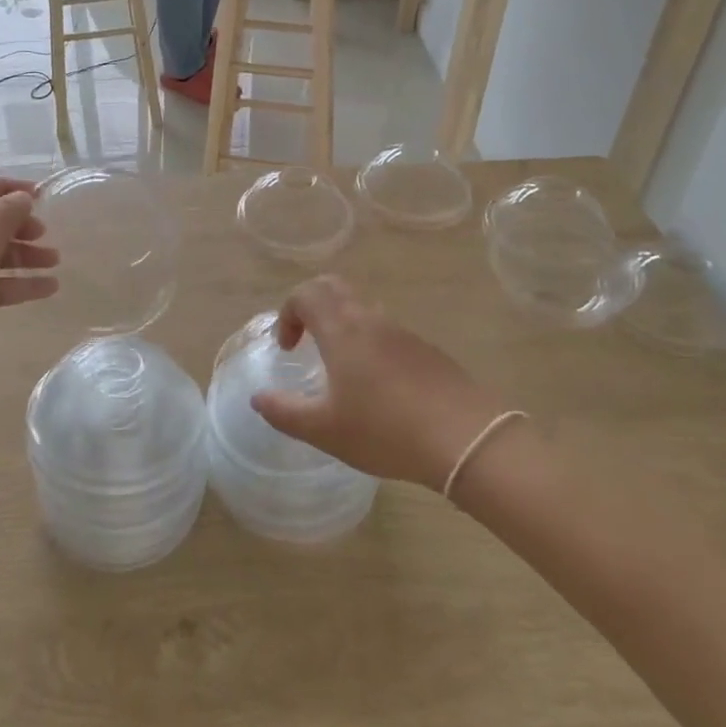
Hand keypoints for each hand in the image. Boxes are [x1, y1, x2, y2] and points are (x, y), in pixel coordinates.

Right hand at [251, 276, 498, 489]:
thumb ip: (285, 412)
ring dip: (343, 324)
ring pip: (364, 307)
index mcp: (342, 330)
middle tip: (306, 340)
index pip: (306, 294)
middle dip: (312, 305)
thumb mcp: (324, 430)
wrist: (467, 439)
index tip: (288, 348)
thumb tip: (258, 398)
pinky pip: (388, 331)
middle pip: (335, 287)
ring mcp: (403, 332)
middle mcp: (371, 320)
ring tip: (340, 368)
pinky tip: (378, 387)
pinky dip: (370, 342)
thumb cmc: (385, 430)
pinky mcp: (427, 350)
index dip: (287, 313)